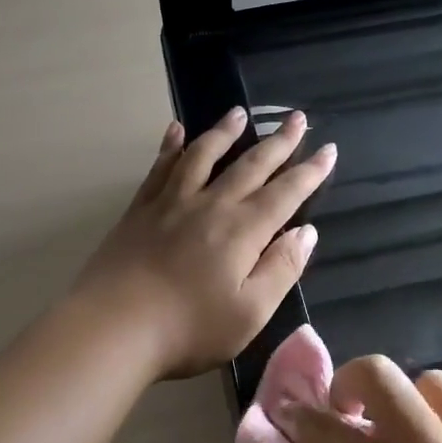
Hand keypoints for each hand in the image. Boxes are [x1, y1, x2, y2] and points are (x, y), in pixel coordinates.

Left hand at [69, 108, 336, 380]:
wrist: (113, 327)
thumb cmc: (188, 329)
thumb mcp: (250, 312)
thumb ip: (282, 269)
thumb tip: (307, 231)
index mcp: (243, 231)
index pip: (286, 193)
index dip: (310, 171)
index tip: (328, 149)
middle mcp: (211, 205)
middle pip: (250, 165)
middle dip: (278, 141)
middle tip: (296, 117)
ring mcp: (172, 202)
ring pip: (204, 155)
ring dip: (225, 132)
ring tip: (239, 113)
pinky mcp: (141, 209)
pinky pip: (161, 167)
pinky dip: (171, 146)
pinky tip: (175, 130)